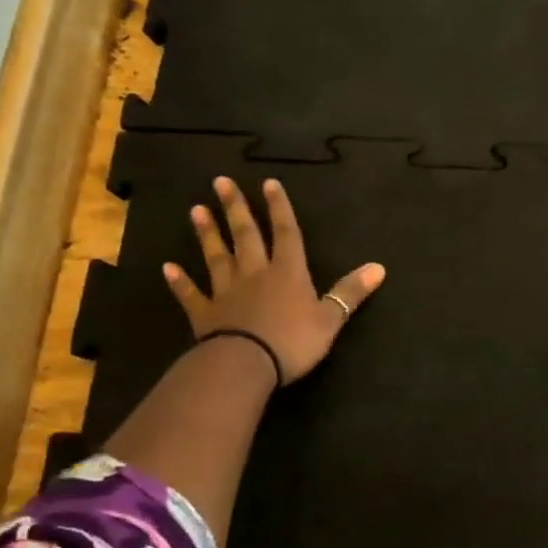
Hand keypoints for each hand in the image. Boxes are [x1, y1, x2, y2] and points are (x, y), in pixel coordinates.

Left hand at [162, 176, 384, 383]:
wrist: (245, 365)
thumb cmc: (293, 341)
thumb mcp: (331, 318)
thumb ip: (350, 292)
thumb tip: (379, 267)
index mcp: (288, 273)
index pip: (286, 233)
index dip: (280, 208)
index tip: (268, 183)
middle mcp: (256, 274)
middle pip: (246, 236)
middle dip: (236, 209)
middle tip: (221, 182)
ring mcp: (227, 292)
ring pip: (217, 257)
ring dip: (207, 234)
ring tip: (196, 210)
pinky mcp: (205, 314)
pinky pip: (192, 294)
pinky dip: (180, 281)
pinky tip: (168, 268)